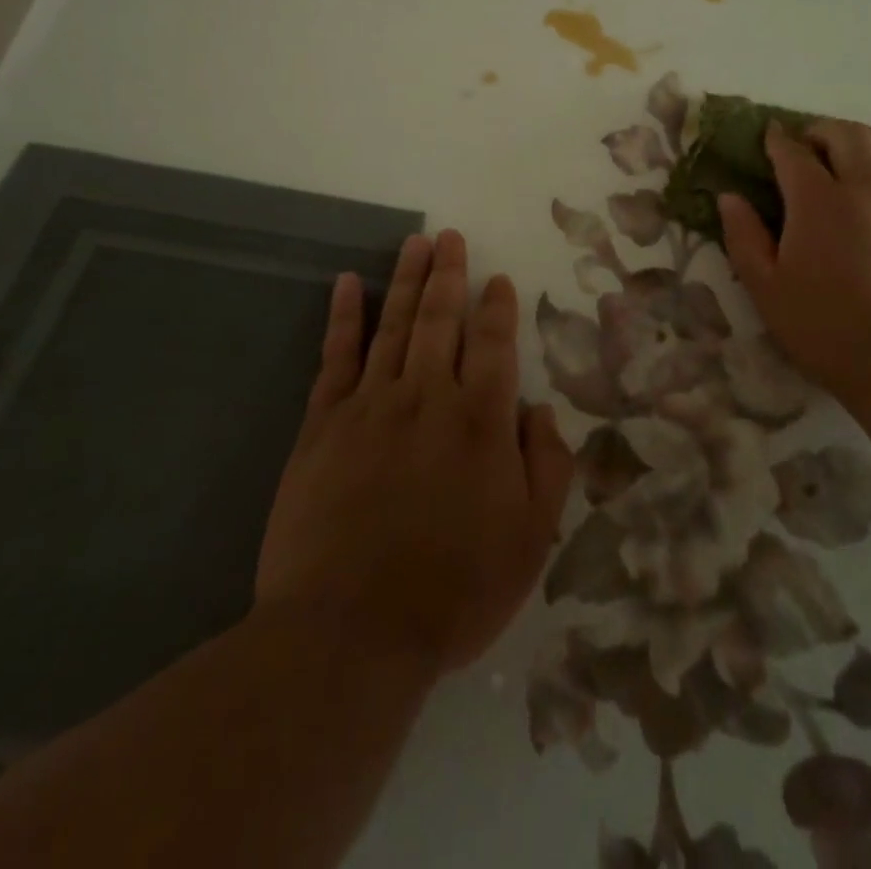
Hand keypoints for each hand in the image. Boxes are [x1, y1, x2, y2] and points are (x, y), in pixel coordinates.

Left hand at [255, 230, 574, 674]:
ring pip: (394, 326)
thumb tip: (539, 409)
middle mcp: (428, 396)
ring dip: (407, 280)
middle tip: (450, 237)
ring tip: (415, 242)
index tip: (498, 280)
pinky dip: (345, 317)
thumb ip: (546, 465)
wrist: (350, 633)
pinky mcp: (323, 425)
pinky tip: (348, 284)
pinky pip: (336, 357)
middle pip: (440, 319)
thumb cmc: (454, 590)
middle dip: (449, 274)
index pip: (493, 343)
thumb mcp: (531, 538)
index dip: (497, 308)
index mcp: (481, 420)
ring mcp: (371, 405)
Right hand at [718, 121, 870, 403]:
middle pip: (847, 134)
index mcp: (819, 202)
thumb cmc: (826, 329)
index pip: (793, 152)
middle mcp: (867, 189)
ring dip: (863, 142)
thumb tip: (729, 197)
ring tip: (850, 159)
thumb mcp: (766, 289)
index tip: (769, 137)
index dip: (777, 140)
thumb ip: (744, 237)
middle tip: (808, 148)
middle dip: (821, 131)